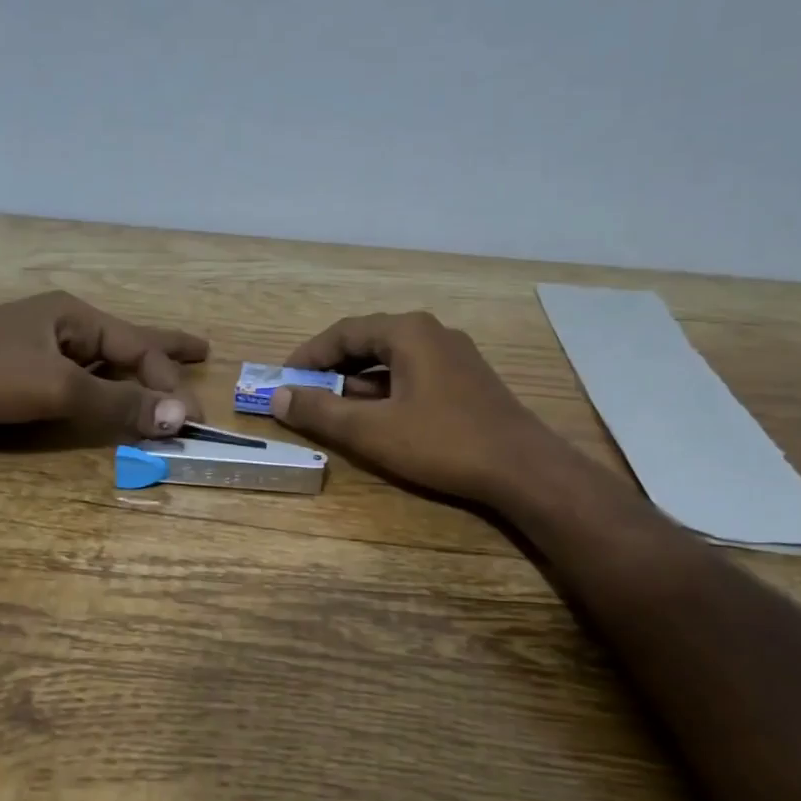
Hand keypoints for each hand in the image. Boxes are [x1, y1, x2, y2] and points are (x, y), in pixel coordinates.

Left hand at [0, 293, 208, 439]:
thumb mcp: (57, 388)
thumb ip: (117, 403)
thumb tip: (178, 417)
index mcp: (74, 316)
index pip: (139, 348)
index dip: (170, 382)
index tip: (194, 419)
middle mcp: (60, 325)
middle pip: (126, 340)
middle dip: (164, 349)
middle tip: (202, 350)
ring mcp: (35, 346)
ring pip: (99, 360)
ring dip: (132, 372)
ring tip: (159, 377)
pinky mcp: (14, 371)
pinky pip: (74, 378)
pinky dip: (99, 388)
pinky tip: (103, 393)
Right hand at [271, 311, 562, 503]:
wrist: (523, 469)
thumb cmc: (442, 443)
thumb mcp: (371, 431)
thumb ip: (321, 411)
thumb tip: (277, 396)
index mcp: (408, 332)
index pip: (344, 332)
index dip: (309, 355)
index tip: (283, 378)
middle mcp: (432, 333)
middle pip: (368, 342)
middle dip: (332, 368)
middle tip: (304, 392)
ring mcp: (455, 355)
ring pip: (392, 360)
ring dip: (358, 381)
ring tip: (333, 406)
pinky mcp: (467, 380)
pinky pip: (414, 374)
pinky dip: (386, 390)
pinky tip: (378, 416)